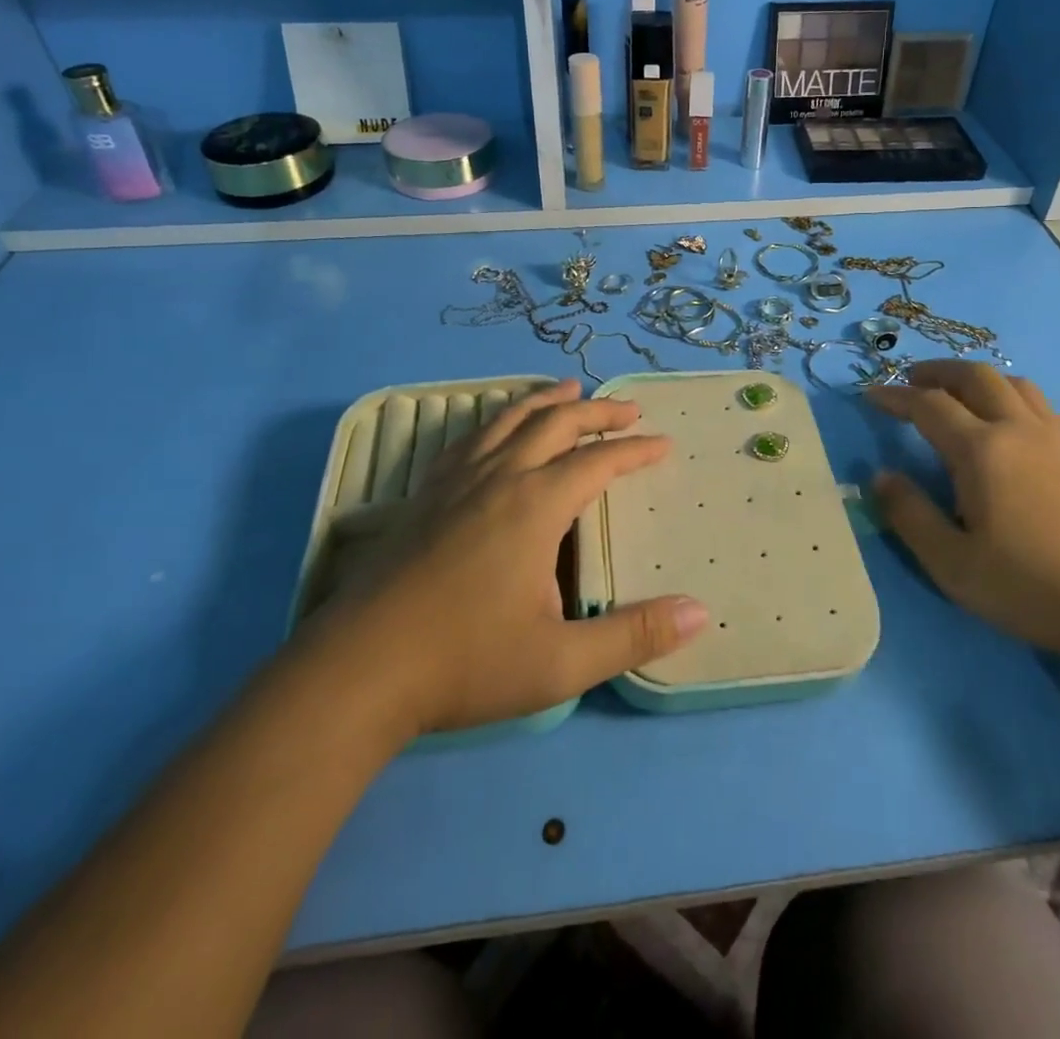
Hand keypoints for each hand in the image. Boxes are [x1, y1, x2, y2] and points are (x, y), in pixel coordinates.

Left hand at [310, 382, 708, 734]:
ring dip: (545, 401)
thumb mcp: (561, 662)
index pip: (598, 461)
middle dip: (597, 413)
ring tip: (568, 390)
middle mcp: (499, 478)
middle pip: (556, 424)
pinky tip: (495, 428)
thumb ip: (633, 636)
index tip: (663, 443)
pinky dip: (497, 419)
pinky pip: (469, 438)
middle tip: (629, 408)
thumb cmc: (465, 664)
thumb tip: (700, 612)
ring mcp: (455, 482)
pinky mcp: (424, 495)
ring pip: (508, 420)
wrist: (358, 670)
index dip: (635, 450)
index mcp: (536, 505)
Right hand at [865, 361, 1059, 663]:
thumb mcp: (951, 563)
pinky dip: (1010, 396)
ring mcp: (1057, 439)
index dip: (894, 396)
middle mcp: (1018, 429)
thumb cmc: (1030, 587)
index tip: (869, 395)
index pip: (928, 405)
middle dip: (937, 372)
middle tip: (910, 382)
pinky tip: (1008, 425)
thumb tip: (881, 476)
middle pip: (974, 376)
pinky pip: (1039, 404)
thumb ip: (909, 514)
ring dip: (977, 379)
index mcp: (981, 450)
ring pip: (1013, 383)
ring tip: (957, 395)